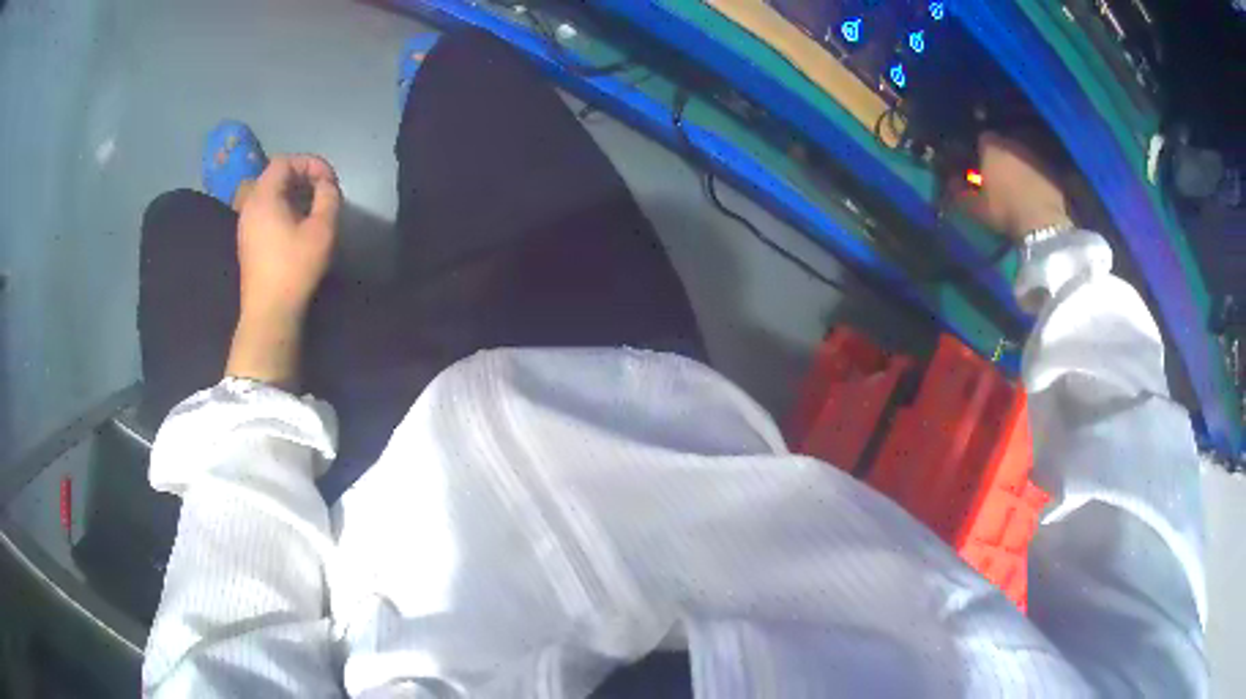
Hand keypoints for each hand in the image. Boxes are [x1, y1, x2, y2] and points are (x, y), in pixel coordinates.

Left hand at [227, 155, 341, 387]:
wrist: (269, 312)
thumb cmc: (295, 268)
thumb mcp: (322, 229)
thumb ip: (328, 197)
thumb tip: (326, 185)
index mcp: (263, 196)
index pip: (285, 161)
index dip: (310, 163)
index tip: (329, 180)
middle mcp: (249, 205)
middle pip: (274, 175)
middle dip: (302, 175)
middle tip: (323, 190)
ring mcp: (245, 224)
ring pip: (268, 193)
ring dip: (292, 192)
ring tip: (312, 206)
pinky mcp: (247, 241)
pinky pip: (264, 210)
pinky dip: (282, 206)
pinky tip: (297, 224)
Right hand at [962, 132, 1070, 240]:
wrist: (1043, 223)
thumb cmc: (1005, 210)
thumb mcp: (976, 207)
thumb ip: (960, 192)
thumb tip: (949, 181)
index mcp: (990, 145)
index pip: (981, 138)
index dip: (979, 150)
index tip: (979, 163)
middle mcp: (1011, 141)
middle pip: (1003, 143)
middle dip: (1000, 155)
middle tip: (999, 173)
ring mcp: (1033, 152)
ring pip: (1021, 153)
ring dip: (1018, 163)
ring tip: (1017, 182)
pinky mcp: (1051, 167)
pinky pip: (1037, 166)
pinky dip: (1034, 173)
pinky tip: (1033, 188)